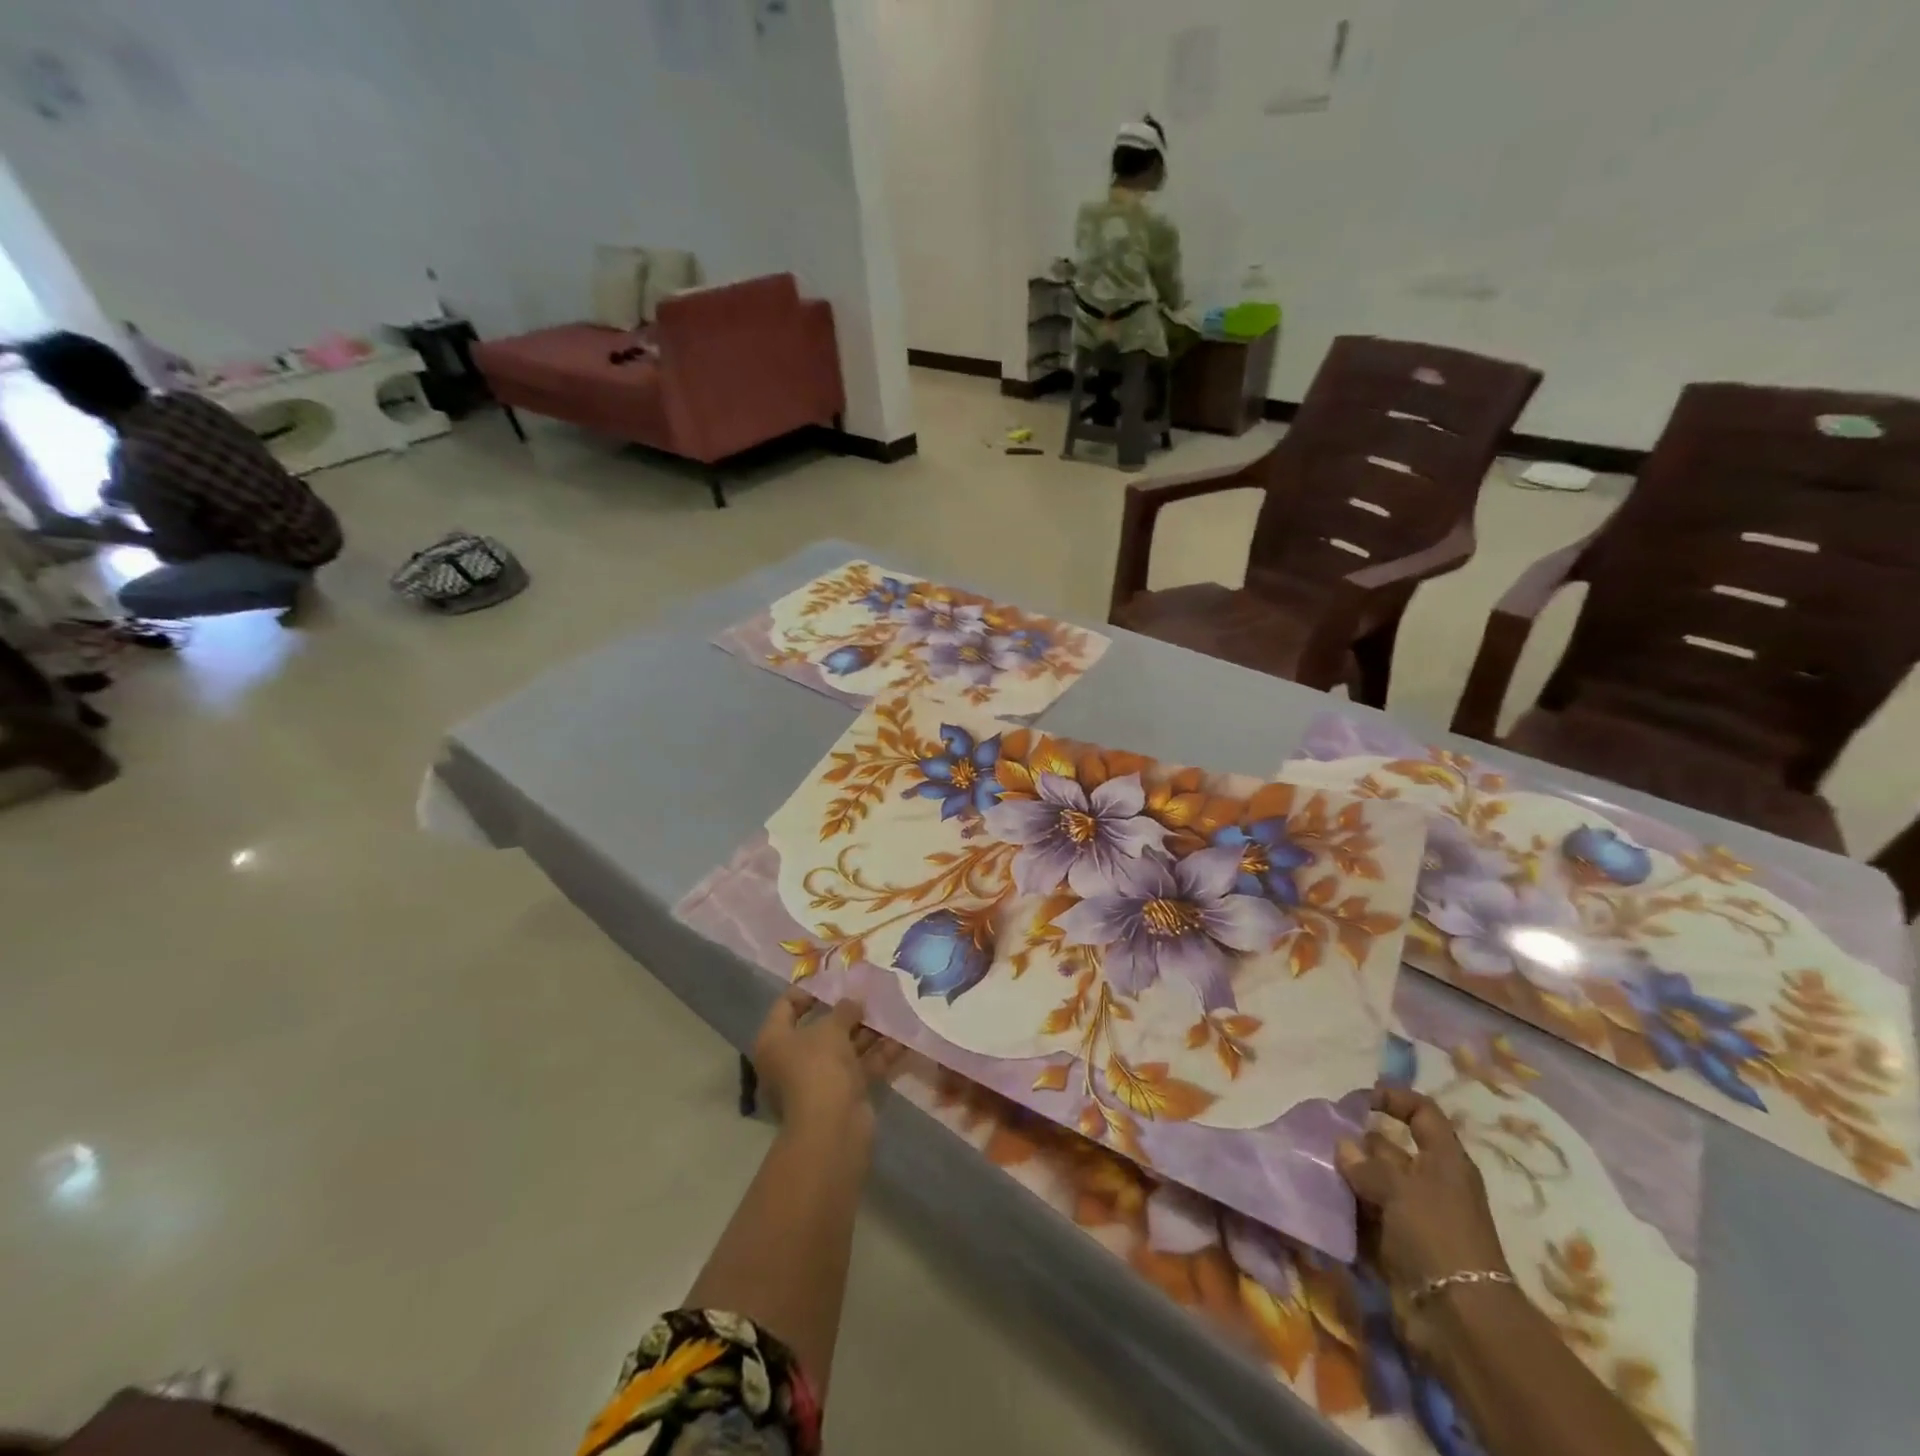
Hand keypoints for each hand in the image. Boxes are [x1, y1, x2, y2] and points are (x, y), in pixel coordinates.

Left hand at [751, 989, 904, 1134]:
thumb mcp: (831, 1028)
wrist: (832, 1128)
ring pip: (844, 1048)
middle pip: (820, 1028)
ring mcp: (818, 1079)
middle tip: (871, 992)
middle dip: (848, 1012)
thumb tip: (853, 1002)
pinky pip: (860, 1067)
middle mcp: (792, 1059)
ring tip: (893, 1009)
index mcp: (775, 1041)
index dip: (809, 990)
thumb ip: (844, 1010)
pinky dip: (879, 1054)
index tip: (835, 979)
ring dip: (868, 1031)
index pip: (786, 1006)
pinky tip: (903, 1038)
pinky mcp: (842, 1094)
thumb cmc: (818, 1067)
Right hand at [1338, 1086, 1512, 1358]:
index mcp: (1445, 1161)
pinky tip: (1320, 1201)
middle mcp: (1430, 1183)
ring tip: (1312, 1167)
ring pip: (1372, 1183)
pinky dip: (1347, 1209)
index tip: (1359, 1099)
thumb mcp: (1400, 1189)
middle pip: (1389, 1149)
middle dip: (1356, 1142)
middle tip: (1319, 1137)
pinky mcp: (1398, 1245)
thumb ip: (1367, 1164)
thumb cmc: (1437, 1236)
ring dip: (1346, 1177)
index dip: (1395, 1099)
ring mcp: (1414, 1216)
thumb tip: (1343, 1146)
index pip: (1423, 1113)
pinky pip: (1366, 1216)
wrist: (1459, 1319)